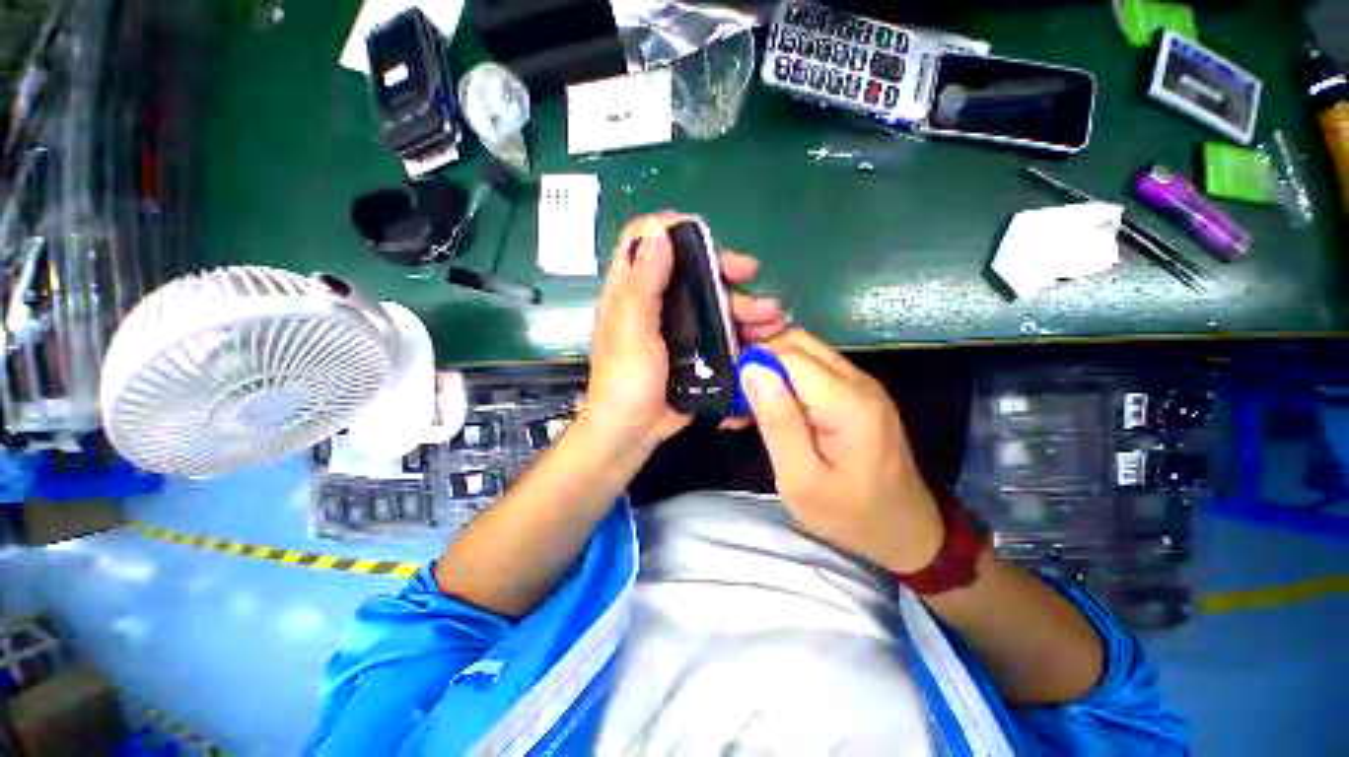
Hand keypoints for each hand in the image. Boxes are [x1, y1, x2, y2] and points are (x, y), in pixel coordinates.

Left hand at [583, 212, 786, 451]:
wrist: (634, 430)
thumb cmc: (626, 381)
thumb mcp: (631, 332)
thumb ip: (642, 285)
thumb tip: (657, 233)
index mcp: (630, 290)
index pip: (642, 239)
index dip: (669, 228)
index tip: (702, 235)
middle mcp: (654, 300)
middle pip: (689, 268)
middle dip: (723, 268)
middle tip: (751, 273)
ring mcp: (676, 324)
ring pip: (712, 299)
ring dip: (744, 302)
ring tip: (772, 316)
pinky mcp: (693, 346)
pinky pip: (721, 327)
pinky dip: (743, 327)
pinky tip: (764, 336)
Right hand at [740, 329, 943, 573]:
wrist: (903, 531)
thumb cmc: (848, 513)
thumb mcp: (800, 478)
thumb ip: (777, 421)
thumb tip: (752, 370)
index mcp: (847, 402)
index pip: (789, 355)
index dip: (755, 365)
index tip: (733, 395)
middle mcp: (858, 381)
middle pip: (798, 344)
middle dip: (761, 361)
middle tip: (739, 399)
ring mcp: (862, 384)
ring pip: (805, 351)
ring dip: (773, 369)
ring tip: (752, 405)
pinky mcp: (859, 392)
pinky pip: (815, 368)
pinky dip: (788, 377)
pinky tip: (775, 405)